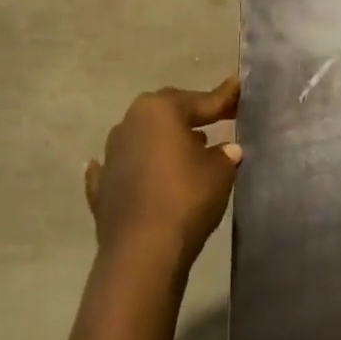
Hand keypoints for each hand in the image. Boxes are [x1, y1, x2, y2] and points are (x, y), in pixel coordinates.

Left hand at [85, 76, 241, 267]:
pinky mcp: (101, 187)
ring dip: (164, 142)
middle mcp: (129, 123)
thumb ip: (225, 154)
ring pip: (144, 138)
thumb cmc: (186, 197)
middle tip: (216, 119)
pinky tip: (139, 171)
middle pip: (166, 113)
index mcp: (159, 110)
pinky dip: (134, 168)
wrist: (142, 251)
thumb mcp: (220, 171)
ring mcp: (111, 155)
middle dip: (191, 115)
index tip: (239, 88)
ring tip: (189, 148)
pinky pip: (122, 168)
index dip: (224, 98)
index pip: (200, 100)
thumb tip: (228, 149)